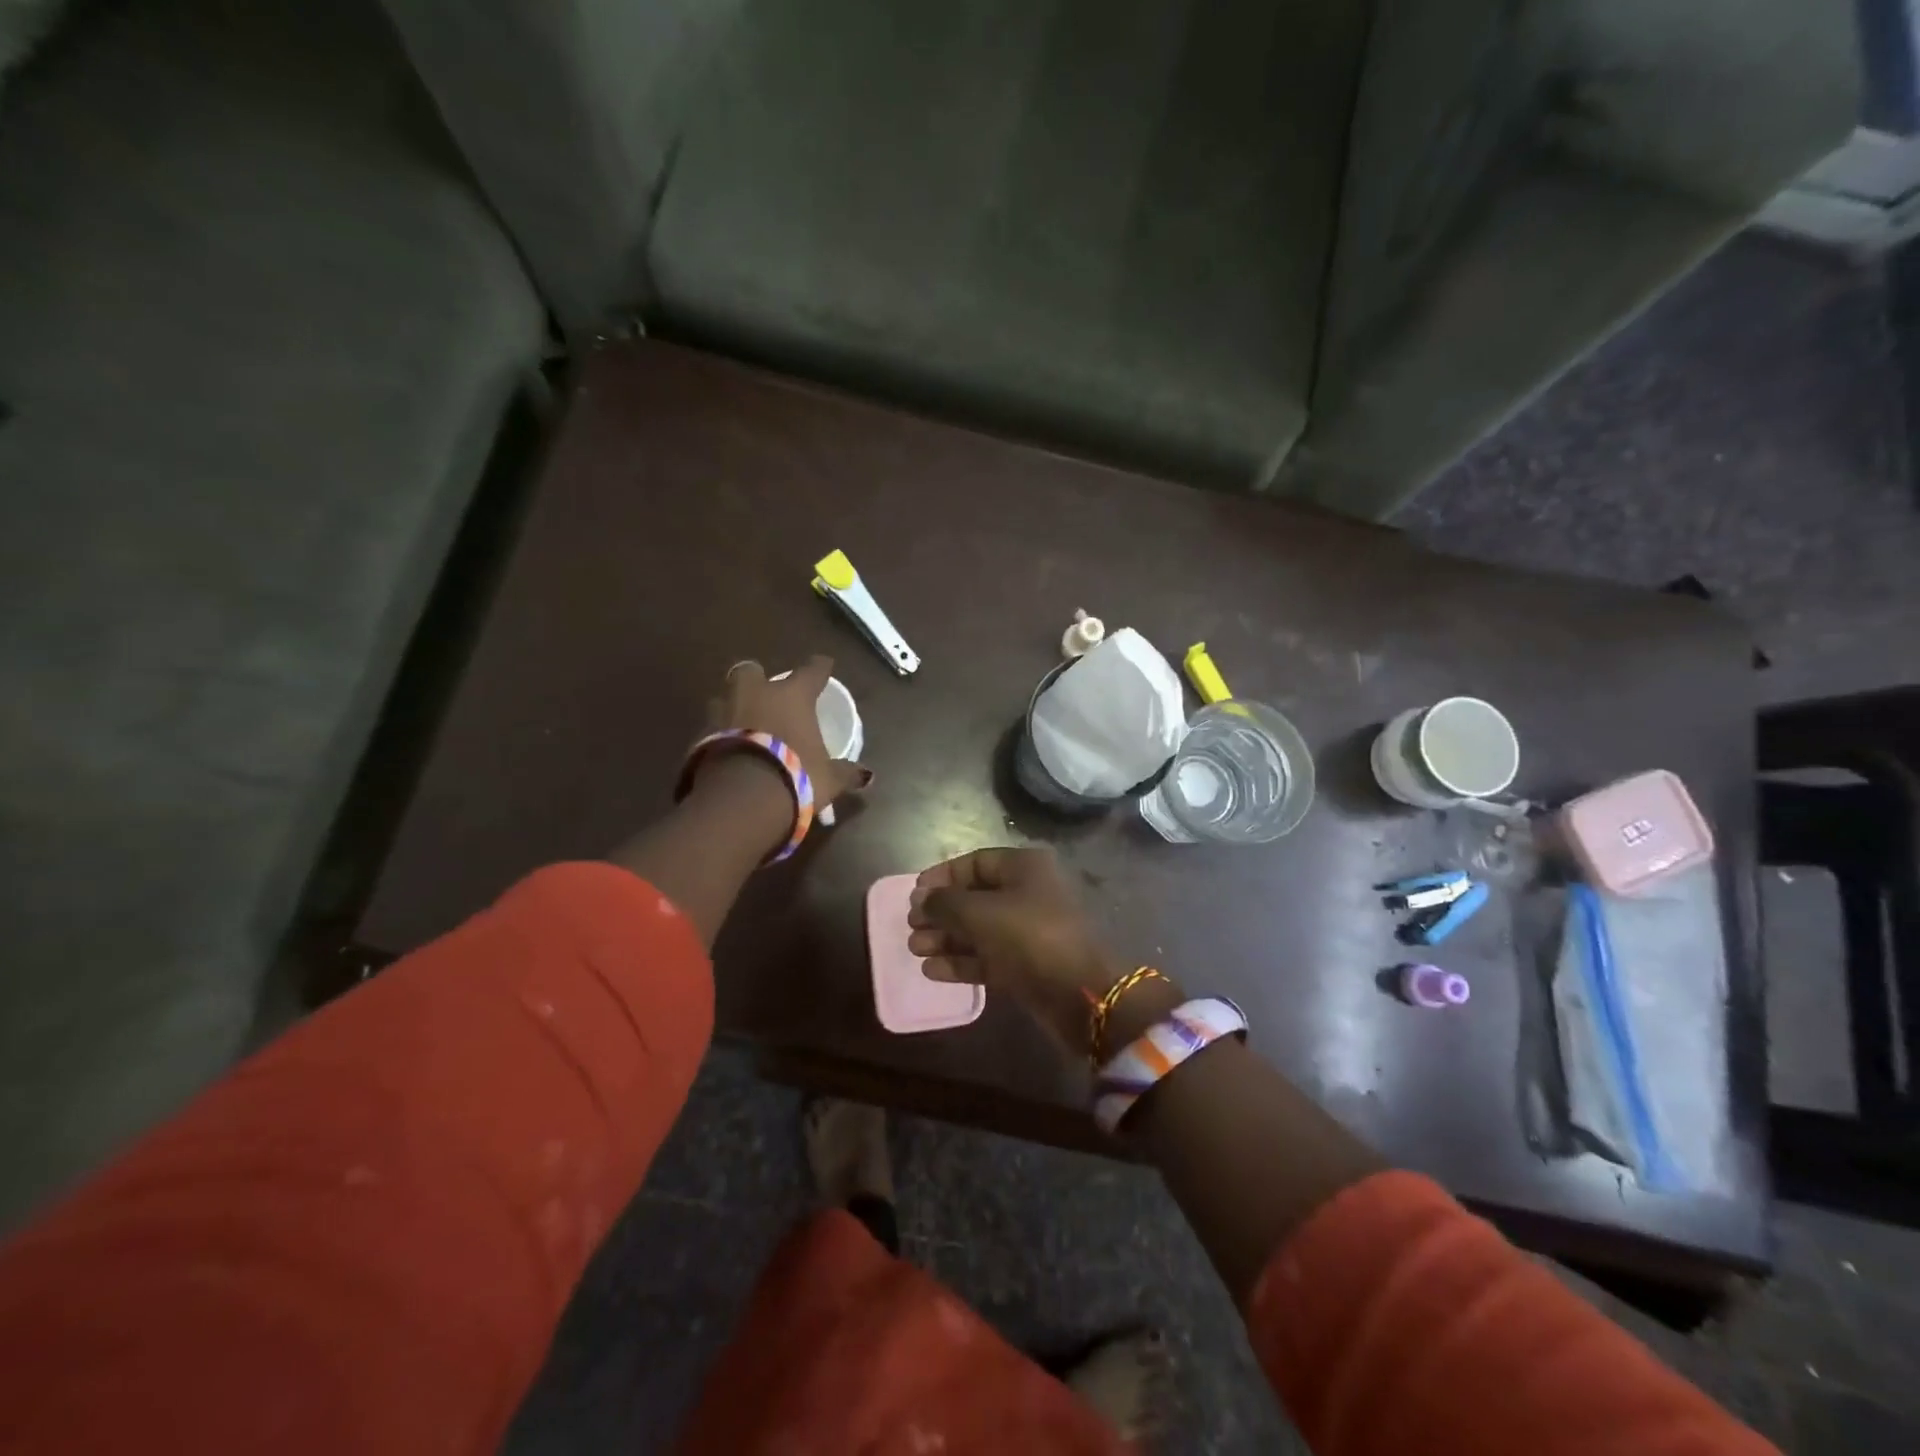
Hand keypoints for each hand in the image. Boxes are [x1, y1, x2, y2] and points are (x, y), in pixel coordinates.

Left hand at [703, 655, 871, 808]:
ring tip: (742, 723)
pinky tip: (727, 752)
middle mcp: (755, 695)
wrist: (741, 799)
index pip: (810, 671)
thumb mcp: (828, 779)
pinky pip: (711, 730)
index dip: (819, 667)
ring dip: (732, 707)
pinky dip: (718, 737)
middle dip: (756, 679)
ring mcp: (723, 713)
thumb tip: (866, 775)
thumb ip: (845, 773)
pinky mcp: (699, 738)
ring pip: (724, 698)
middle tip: (765, 693)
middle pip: (750, 672)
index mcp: (792, 696)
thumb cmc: (796, 777)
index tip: (824, 664)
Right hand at [908, 848, 1128, 1053]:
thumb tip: (923, 900)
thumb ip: (945, 903)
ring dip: (946, 938)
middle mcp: (1028, 893)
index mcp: (1024, 867)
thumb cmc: (1029, 937)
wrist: (1081, 994)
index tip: (914, 894)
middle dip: (941, 912)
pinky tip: (932, 970)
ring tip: (915, 949)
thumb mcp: (980, 913)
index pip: (975, 862)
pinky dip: (962, 961)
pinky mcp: (1028, 965)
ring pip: (980, 929)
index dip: (942, 876)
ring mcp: (1029, 931)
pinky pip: (989, 956)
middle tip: (911, 926)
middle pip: (975, 897)